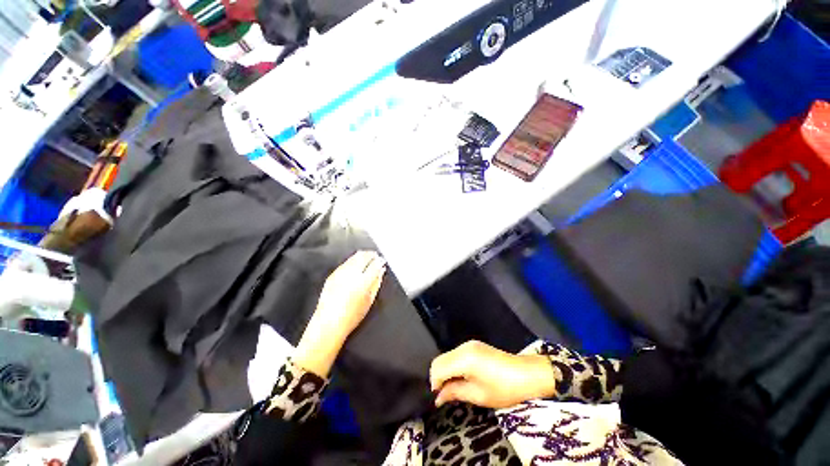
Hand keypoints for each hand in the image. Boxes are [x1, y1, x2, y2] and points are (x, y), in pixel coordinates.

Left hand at [294, 251, 386, 376]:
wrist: (328, 324)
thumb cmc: (351, 317)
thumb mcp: (369, 301)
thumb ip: (376, 284)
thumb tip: (381, 272)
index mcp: (363, 282)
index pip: (374, 265)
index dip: (379, 261)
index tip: (382, 260)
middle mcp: (351, 275)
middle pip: (363, 257)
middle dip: (370, 255)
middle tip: (375, 255)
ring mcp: (339, 274)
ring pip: (353, 258)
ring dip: (361, 256)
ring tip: (366, 257)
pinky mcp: (331, 276)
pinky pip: (344, 263)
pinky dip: (351, 261)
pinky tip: (354, 263)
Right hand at [430, 341, 553, 408]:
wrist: (526, 374)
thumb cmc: (504, 389)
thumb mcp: (478, 395)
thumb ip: (455, 392)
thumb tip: (438, 398)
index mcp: (464, 359)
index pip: (438, 368)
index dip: (435, 384)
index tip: (439, 398)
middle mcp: (463, 347)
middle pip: (440, 360)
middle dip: (438, 377)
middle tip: (445, 394)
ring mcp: (469, 344)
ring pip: (447, 356)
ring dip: (445, 372)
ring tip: (454, 388)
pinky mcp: (474, 345)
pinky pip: (455, 354)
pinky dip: (453, 366)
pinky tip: (462, 377)